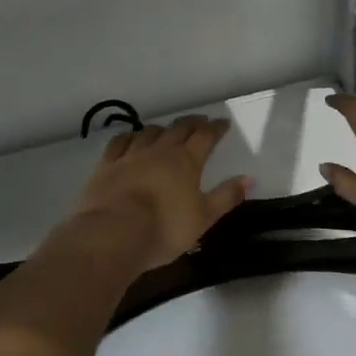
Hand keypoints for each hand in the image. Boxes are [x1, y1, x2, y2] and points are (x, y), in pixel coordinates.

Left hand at [69, 116, 248, 272]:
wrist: (113, 234)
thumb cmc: (165, 229)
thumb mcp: (203, 218)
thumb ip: (226, 197)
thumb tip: (248, 179)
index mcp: (186, 161)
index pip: (205, 137)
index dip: (216, 128)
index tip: (223, 123)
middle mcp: (160, 151)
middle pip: (178, 129)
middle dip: (192, 123)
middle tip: (200, 121)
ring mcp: (131, 155)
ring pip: (149, 132)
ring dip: (162, 129)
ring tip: (167, 130)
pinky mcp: (107, 165)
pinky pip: (120, 142)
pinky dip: (130, 137)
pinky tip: (131, 138)